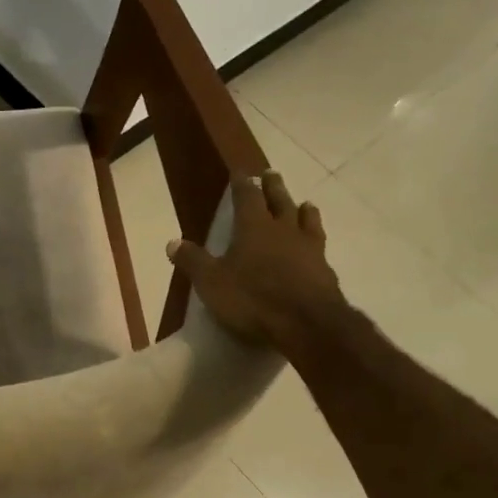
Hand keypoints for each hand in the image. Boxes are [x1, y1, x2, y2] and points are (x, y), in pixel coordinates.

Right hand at [168, 172, 348, 361]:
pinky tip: (316, 246)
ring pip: (307, 220)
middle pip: (280, 201)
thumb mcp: (212, 282)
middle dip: (274, 187)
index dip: (243, 184)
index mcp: (254, 228)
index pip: (247, 197)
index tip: (241, 172)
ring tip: (304, 204)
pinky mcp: (326, 271)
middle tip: (272, 174)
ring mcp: (309, 249)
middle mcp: (284, 231)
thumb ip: (193, 261)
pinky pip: (320, 246)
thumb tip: (172, 242)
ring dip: (303, 210)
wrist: (307, 325)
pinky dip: (315, 239)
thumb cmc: (253, 299)